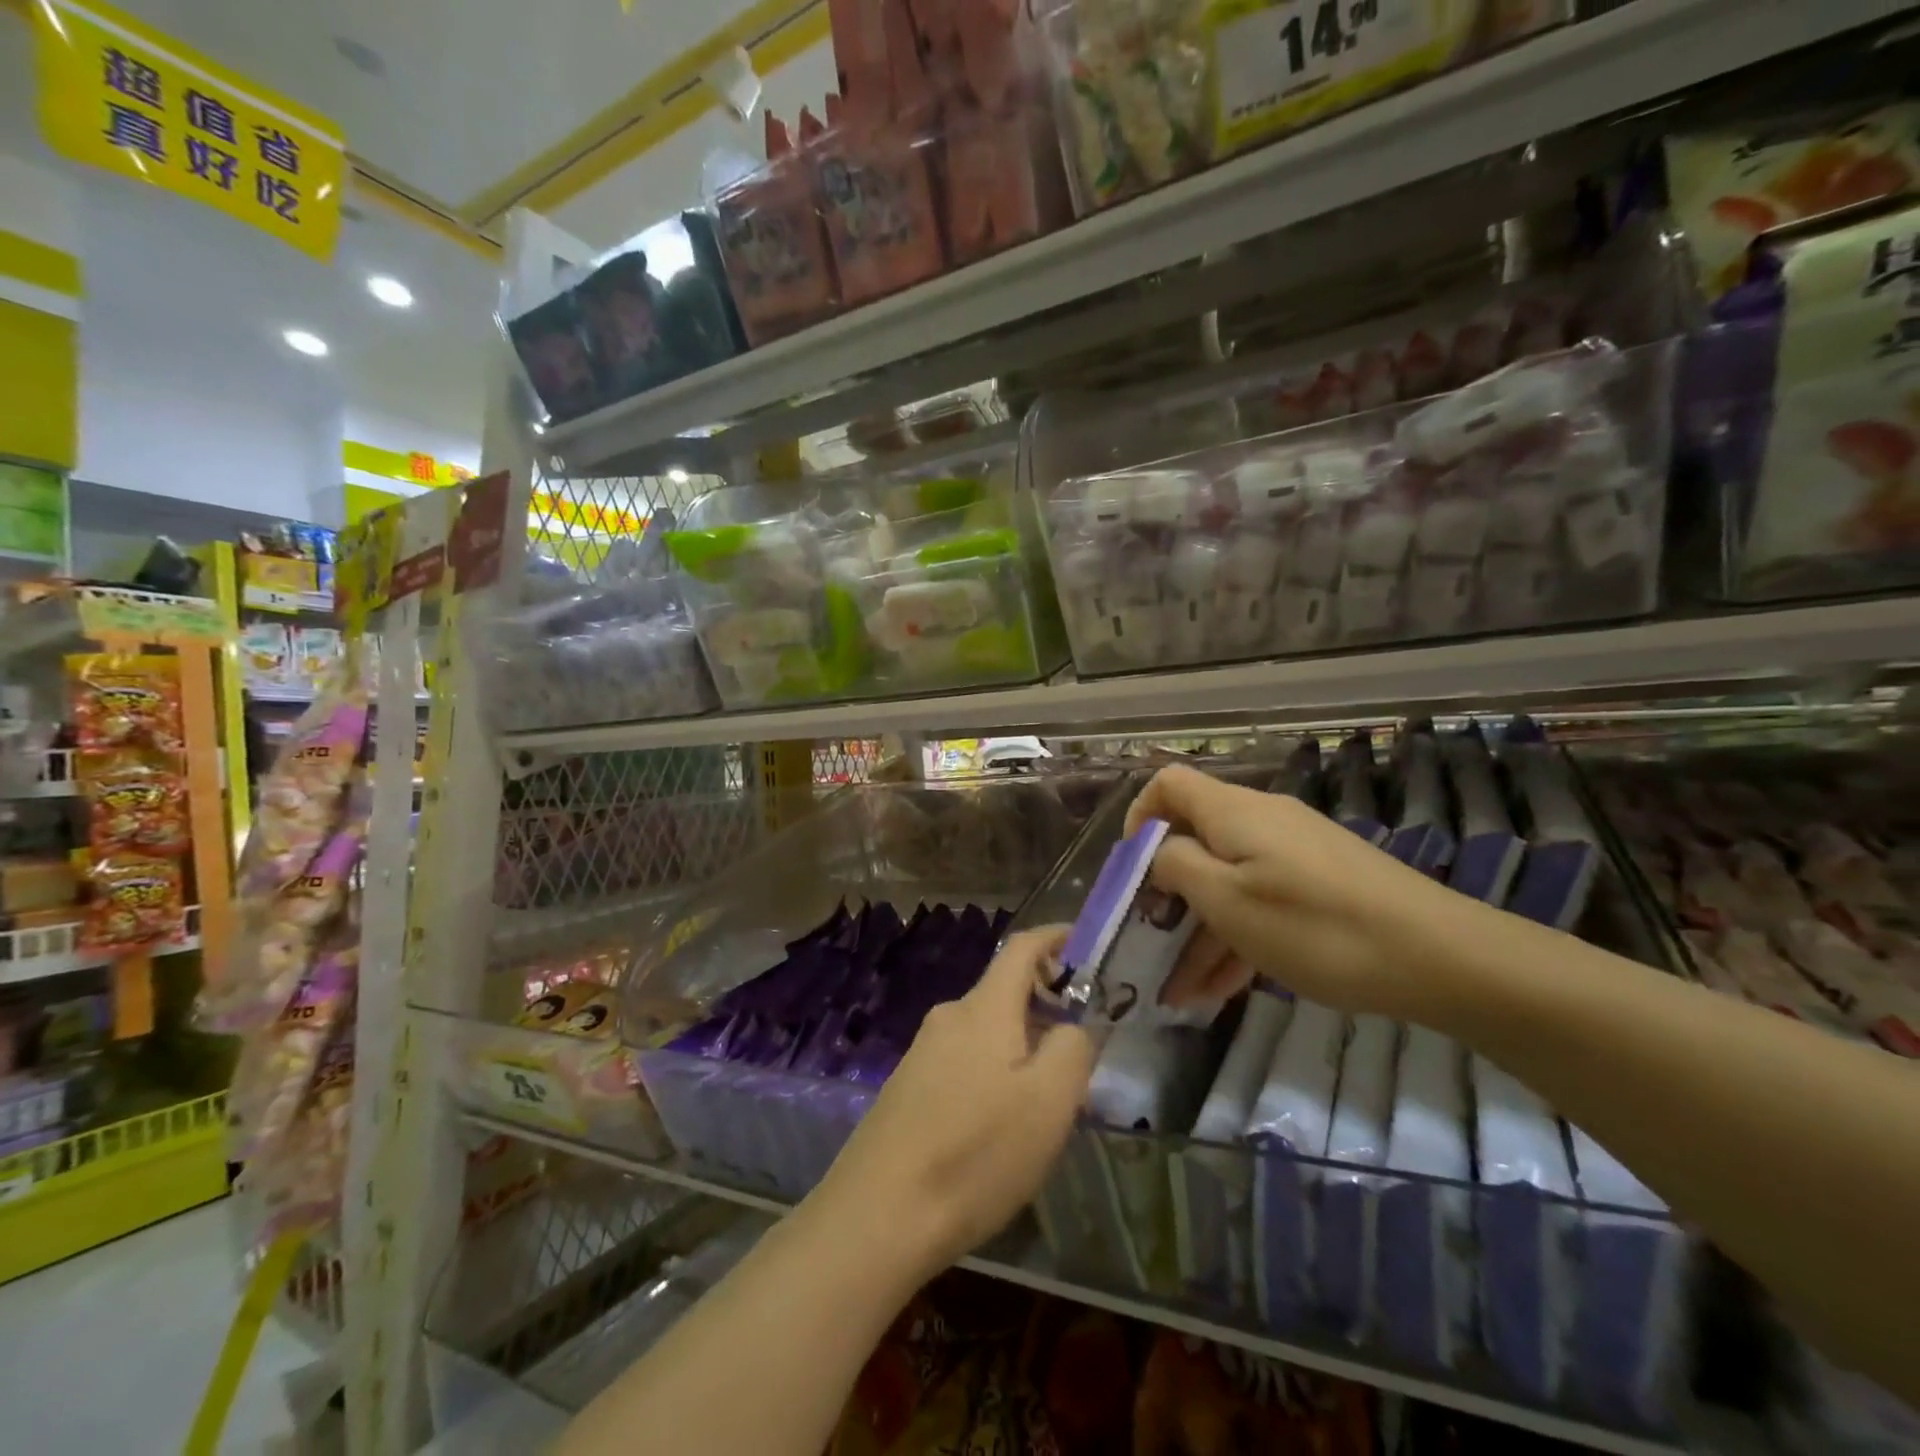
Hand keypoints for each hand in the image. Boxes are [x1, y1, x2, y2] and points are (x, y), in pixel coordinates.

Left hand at [814, 928, 1095, 1279]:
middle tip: (1078, 1055)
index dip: (1054, 937)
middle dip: (1044, 1009)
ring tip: (1044, 1102)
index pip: (1021, 948)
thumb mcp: (1049, 1103)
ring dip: (1019, 1048)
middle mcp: (949, 1017)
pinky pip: (962, 1062)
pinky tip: (998, 1127)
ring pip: (985, 1032)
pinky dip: (992, 1073)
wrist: (879, 1214)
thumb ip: (1072, 1049)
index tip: (1083, 944)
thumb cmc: (976, 1153)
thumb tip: (1071, 1025)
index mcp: (984, 1009)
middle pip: (1004, 993)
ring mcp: (921, 1052)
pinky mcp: (906, 1087)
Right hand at [1126, 764, 1466, 1018]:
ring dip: (1200, 932)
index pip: (1167, 784)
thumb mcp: (1228, 901)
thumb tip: (1158, 851)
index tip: (1132, 871)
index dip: (1139, 817)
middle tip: (1151, 945)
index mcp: (1232, 812)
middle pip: (1195, 841)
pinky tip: (1224, 991)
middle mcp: (1260, 821)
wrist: (1440, 957)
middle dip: (1167, 895)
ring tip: (1182, 994)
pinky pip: (1261, 900)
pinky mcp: (1320, 883)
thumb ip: (1177, 867)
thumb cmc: (1315, 926)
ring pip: (1228, 882)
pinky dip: (1238, 937)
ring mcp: (1294, 853)